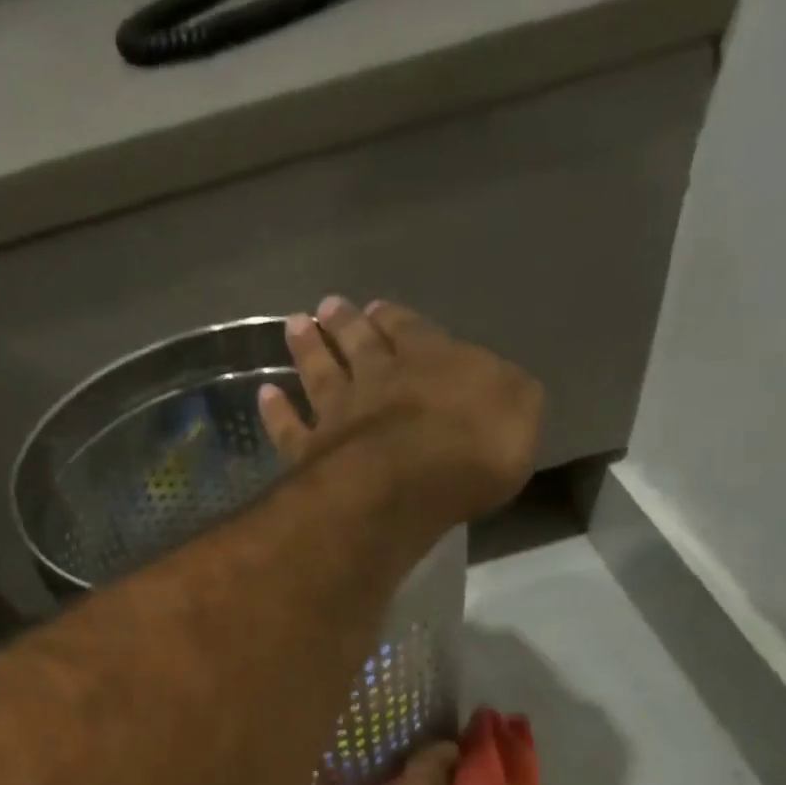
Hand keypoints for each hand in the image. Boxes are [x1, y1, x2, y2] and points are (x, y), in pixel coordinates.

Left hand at [258, 298, 543, 531]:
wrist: (412, 478)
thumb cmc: (476, 445)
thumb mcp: (519, 409)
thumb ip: (506, 393)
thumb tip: (497, 390)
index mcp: (433, 360)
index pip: (413, 331)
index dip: (396, 320)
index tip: (377, 308)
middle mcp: (379, 377)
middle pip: (358, 343)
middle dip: (346, 323)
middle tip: (328, 306)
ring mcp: (340, 413)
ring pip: (320, 373)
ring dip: (309, 350)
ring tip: (296, 326)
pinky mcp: (311, 452)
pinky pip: (289, 428)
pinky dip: (276, 412)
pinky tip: (265, 395)